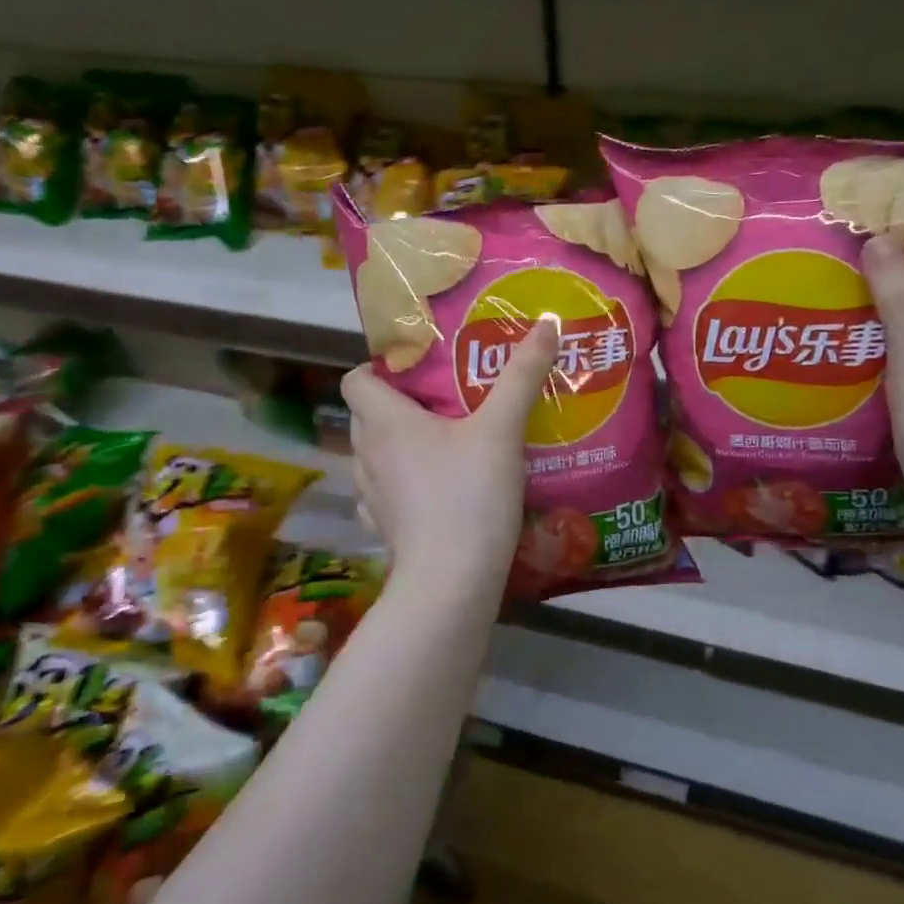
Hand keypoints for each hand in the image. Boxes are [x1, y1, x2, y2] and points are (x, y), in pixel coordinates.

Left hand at [340, 320, 559, 595]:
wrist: (452, 580)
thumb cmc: (470, 495)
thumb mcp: (502, 429)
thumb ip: (523, 375)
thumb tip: (548, 322)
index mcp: (385, 420)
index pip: (355, 379)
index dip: (379, 368)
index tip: (418, 371)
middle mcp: (367, 453)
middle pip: (366, 415)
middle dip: (397, 404)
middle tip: (443, 402)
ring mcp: (371, 496)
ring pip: (373, 455)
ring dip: (397, 446)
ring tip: (441, 445)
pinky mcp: (384, 529)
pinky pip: (382, 495)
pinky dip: (400, 487)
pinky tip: (434, 490)